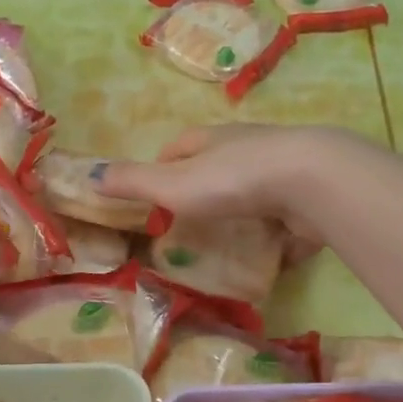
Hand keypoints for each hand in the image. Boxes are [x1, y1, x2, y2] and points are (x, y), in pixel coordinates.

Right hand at [97, 124, 367, 246]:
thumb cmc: (232, 179)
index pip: (180, 146)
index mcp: (213, 140)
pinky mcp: (310, 199)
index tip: (154, 195)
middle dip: (204, 193)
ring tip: (228, 248)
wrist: (311, 182)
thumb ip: (133, 182)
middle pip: (219, 168)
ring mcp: (283, 173)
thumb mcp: (172, 183)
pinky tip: (272, 261)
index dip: (164, 166)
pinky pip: (289, 221)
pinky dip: (279, 238)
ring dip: (242, 215)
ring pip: (255, 194)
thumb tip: (91, 174)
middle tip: (189, 226)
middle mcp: (248, 149)